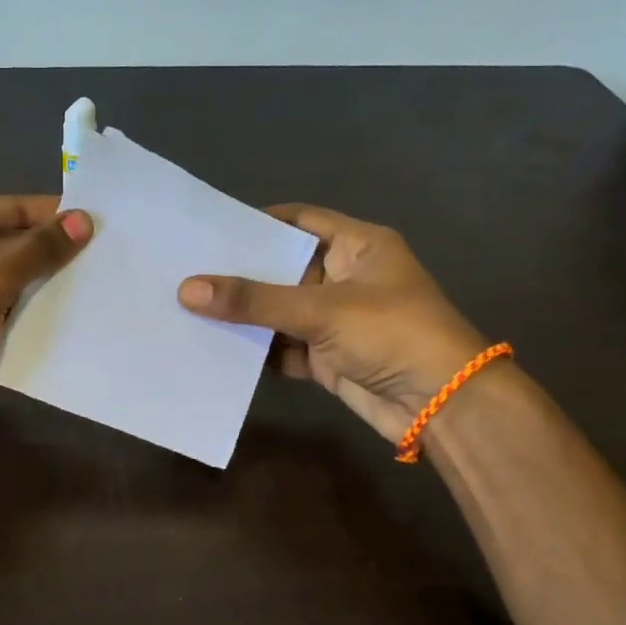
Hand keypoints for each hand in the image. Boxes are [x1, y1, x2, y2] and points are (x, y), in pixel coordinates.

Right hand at [178, 204, 488, 439]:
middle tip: (185, 269)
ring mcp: (335, 320)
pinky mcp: (326, 357)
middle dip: (239, 273)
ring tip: (186, 307)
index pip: (299, 220)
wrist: (440, 404)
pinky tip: (213, 347)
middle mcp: (344, 277)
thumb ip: (254, 300)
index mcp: (357, 246)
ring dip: (242, 315)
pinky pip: (281, 347)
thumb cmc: (391, 333)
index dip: (257, 222)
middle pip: (282, 268)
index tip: (209, 230)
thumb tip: (186, 288)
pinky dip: (255, 350)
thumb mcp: (321, 309)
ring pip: (278, 311)